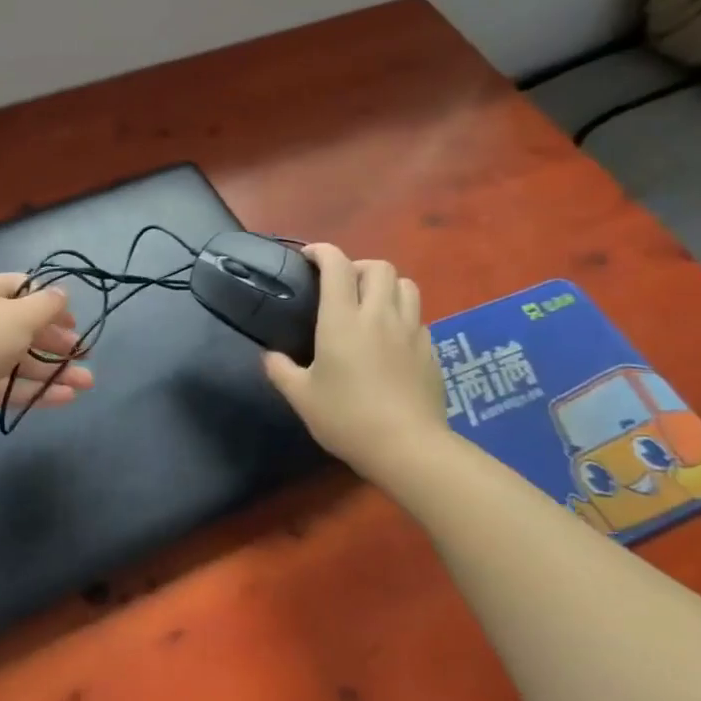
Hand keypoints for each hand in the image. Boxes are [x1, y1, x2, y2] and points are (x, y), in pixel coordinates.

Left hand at [0, 274, 93, 442]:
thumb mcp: (20, 315)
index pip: (22, 288)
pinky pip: (12, 386)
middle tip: (85, 354)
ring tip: (87, 383)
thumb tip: (62, 293)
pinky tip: (67, 398)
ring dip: (55, 370)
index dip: (50, 301)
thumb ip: (47, 305)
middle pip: (24, 326)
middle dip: (57, 340)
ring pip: (22, 360)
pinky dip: (38, 390)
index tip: (74, 320)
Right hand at [262, 247, 447, 476]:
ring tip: (370, 305)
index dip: (322, 252)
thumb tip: (269, 356)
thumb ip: (281, 370)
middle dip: (358, 266)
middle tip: (341, 286)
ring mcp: (411, 331)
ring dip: (385, 286)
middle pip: (379, 267)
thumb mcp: (301, 397)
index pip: (336, 266)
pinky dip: (402, 315)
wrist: (408, 447)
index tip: (308, 257)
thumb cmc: (347, 418)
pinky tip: (390, 339)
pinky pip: (418, 317)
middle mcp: (379, 316)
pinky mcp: (431, 351)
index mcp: (342, 320)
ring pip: (406, 285)